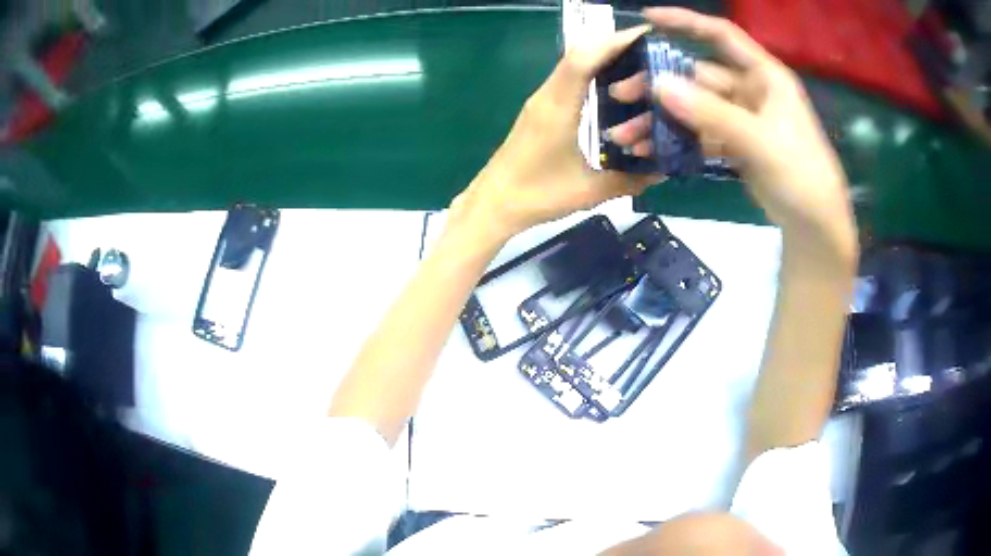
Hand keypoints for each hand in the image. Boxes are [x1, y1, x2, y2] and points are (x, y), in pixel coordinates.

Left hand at [451, 25, 660, 243]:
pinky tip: (614, 84)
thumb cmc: (537, 196)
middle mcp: (548, 96)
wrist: (493, 204)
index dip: (614, 42)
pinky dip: (592, 70)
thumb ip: (630, 180)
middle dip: (614, 44)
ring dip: (603, 55)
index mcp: (558, 108)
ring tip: (638, 61)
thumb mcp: (590, 191)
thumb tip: (663, 168)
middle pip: (579, 53)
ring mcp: (542, 100)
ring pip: (573, 63)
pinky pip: (569, 77)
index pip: (584, 59)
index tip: (645, 36)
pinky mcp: (541, 109)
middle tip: (650, 49)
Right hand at [610, 8, 856, 268]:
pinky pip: (700, 135)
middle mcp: (751, 91)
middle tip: (621, 96)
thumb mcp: (759, 141)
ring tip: (627, 136)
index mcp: (764, 77)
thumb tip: (659, 85)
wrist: (814, 225)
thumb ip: (712, 113)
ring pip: (694, 109)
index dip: (686, 22)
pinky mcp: (735, 144)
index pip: (722, 36)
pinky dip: (677, 142)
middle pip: (698, 77)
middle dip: (659, 85)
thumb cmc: (800, 174)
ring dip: (662, 120)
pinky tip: (650, 151)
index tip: (647, 20)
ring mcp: (742, 119)